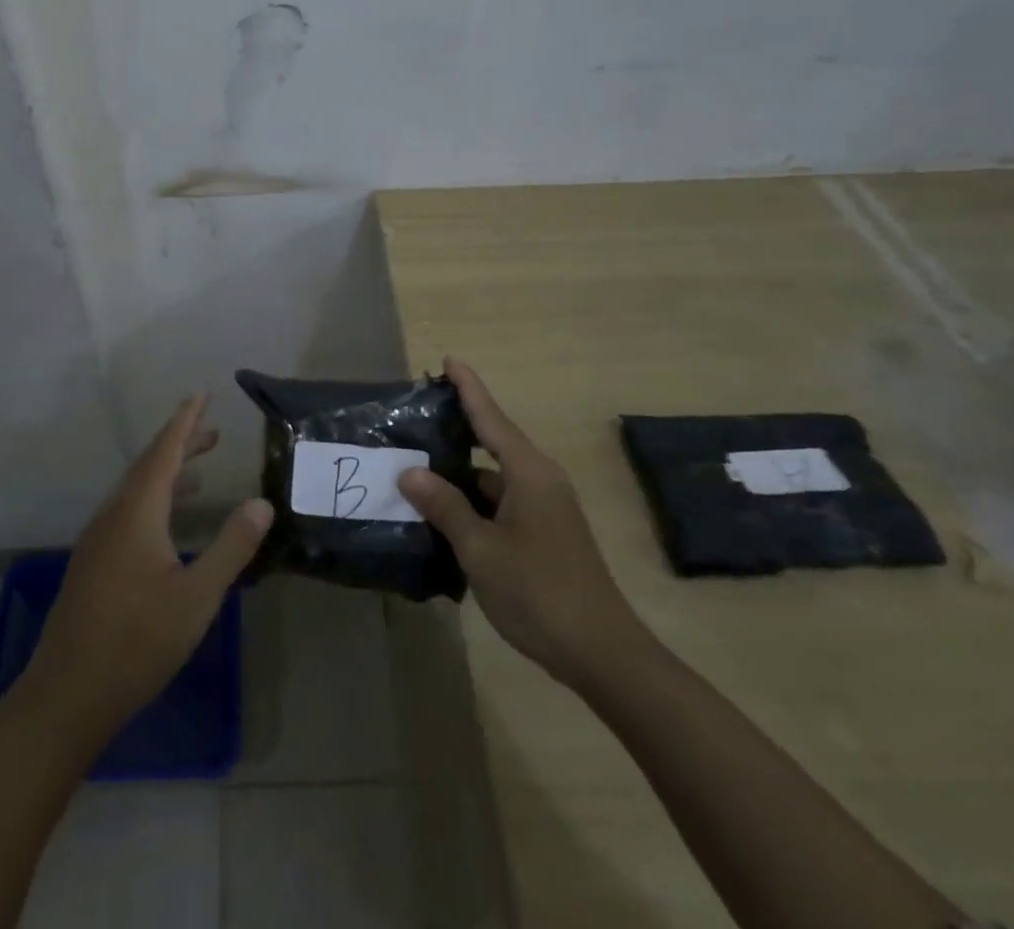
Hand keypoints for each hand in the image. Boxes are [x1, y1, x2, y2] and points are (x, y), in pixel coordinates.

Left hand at [26, 395, 273, 734]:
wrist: (67, 694)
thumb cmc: (137, 641)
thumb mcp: (197, 596)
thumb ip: (231, 546)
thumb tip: (261, 503)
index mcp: (137, 512)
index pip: (164, 451)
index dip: (185, 421)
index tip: (201, 394)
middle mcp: (114, 515)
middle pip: (149, 465)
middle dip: (181, 444)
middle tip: (213, 432)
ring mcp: (98, 539)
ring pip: (137, 490)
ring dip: (169, 474)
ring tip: (201, 473)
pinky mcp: (94, 562)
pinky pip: (128, 511)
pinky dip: (155, 500)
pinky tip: (170, 524)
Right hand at [399, 359, 645, 689]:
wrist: (602, 654)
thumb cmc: (538, 592)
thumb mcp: (481, 548)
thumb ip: (445, 506)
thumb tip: (411, 472)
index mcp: (529, 473)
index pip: (491, 418)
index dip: (468, 388)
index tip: (449, 360)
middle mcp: (540, 481)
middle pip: (493, 442)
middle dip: (459, 428)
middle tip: (419, 416)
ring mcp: (546, 509)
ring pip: (495, 478)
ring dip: (461, 474)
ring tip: (417, 468)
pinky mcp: (546, 534)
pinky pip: (503, 502)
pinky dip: (474, 502)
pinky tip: (445, 514)